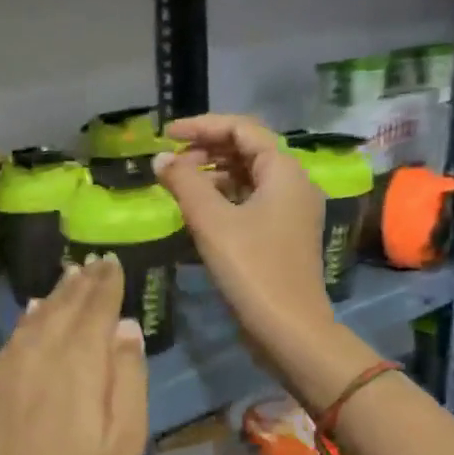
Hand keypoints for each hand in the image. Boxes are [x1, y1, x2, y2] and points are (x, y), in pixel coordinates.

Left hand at [0, 258, 148, 454]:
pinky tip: (32, 315)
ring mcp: (5, 368)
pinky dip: (26, 321)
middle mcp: (38, 352)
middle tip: (94, 264)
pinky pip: (11, 340)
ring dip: (54, 297)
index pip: (95, 307)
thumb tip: (125, 328)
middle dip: (81, 283)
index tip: (113, 262)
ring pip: (34, 318)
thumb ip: (128, 376)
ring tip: (68, 279)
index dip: (106, 283)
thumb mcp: (126, 439)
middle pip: (63, 306)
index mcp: (78, 361)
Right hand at [156, 114, 356, 407]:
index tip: (166, 134)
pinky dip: (222, 198)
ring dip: (212, 175)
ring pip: (247, 177)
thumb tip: (160, 159)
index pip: (242, 129)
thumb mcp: (211, 221)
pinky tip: (197, 212)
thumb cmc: (252, 268)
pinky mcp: (282, 235)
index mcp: (284, 171)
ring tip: (178, 186)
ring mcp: (290, 211)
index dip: (202, 126)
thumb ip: (184, 183)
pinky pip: (250, 201)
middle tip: (170, 164)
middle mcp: (293, 184)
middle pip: (246, 150)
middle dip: (206, 150)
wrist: (289, 329)